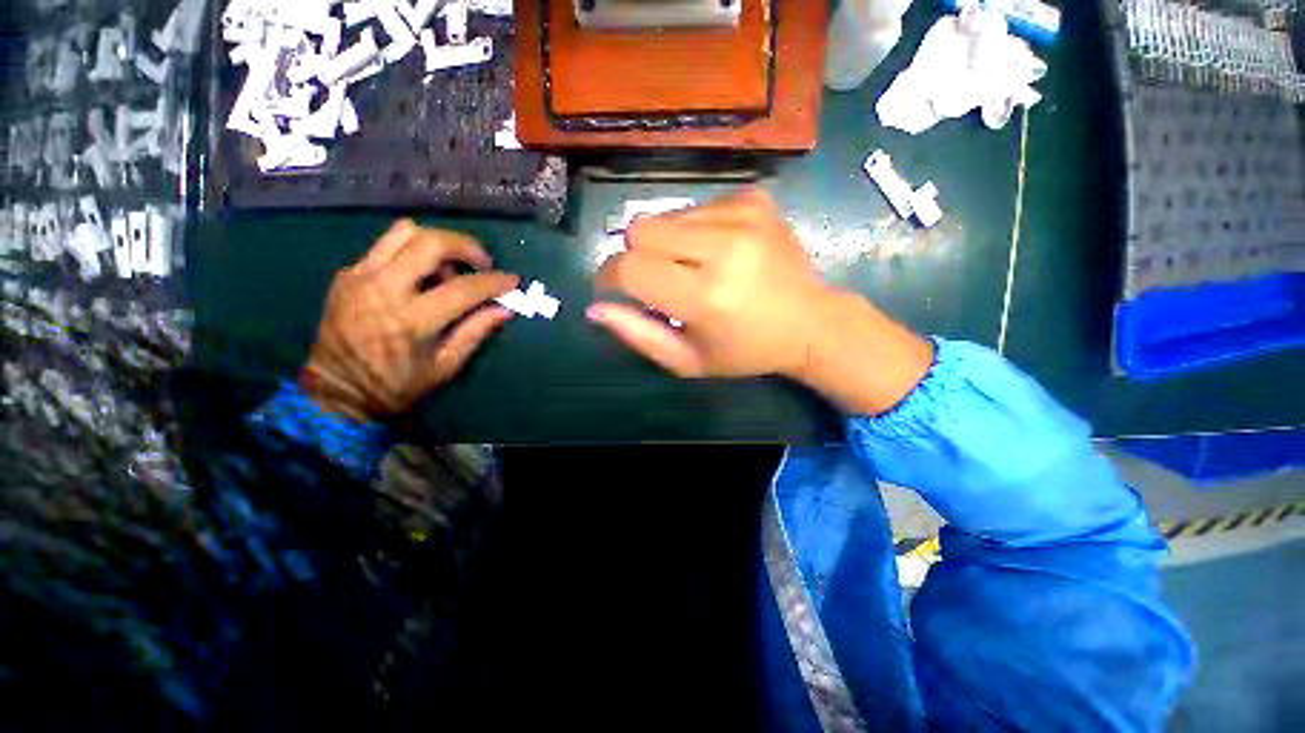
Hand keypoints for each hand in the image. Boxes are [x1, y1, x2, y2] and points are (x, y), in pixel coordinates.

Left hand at [302, 219, 518, 421]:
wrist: (335, 390)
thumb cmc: (396, 386)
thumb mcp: (444, 366)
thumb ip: (475, 332)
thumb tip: (505, 309)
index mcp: (411, 321)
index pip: (463, 288)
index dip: (494, 282)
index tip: (513, 280)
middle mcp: (383, 289)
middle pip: (429, 242)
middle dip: (466, 246)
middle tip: (482, 263)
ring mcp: (360, 276)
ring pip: (404, 232)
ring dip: (437, 243)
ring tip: (448, 268)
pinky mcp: (348, 274)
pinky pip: (386, 246)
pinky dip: (412, 253)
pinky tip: (420, 277)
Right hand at [588, 189, 933, 414]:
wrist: (810, 321)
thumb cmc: (744, 351)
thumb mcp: (687, 360)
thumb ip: (638, 335)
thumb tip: (595, 308)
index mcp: (706, 296)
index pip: (629, 268)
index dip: (610, 276)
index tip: (614, 288)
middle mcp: (723, 248)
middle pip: (639, 230)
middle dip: (636, 256)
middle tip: (658, 281)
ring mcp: (743, 215)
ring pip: (664, 215)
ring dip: (666, 243)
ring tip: (692, 268)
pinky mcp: (754, 199)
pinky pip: (696, 206)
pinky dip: (694, 230)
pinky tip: (717, 252)